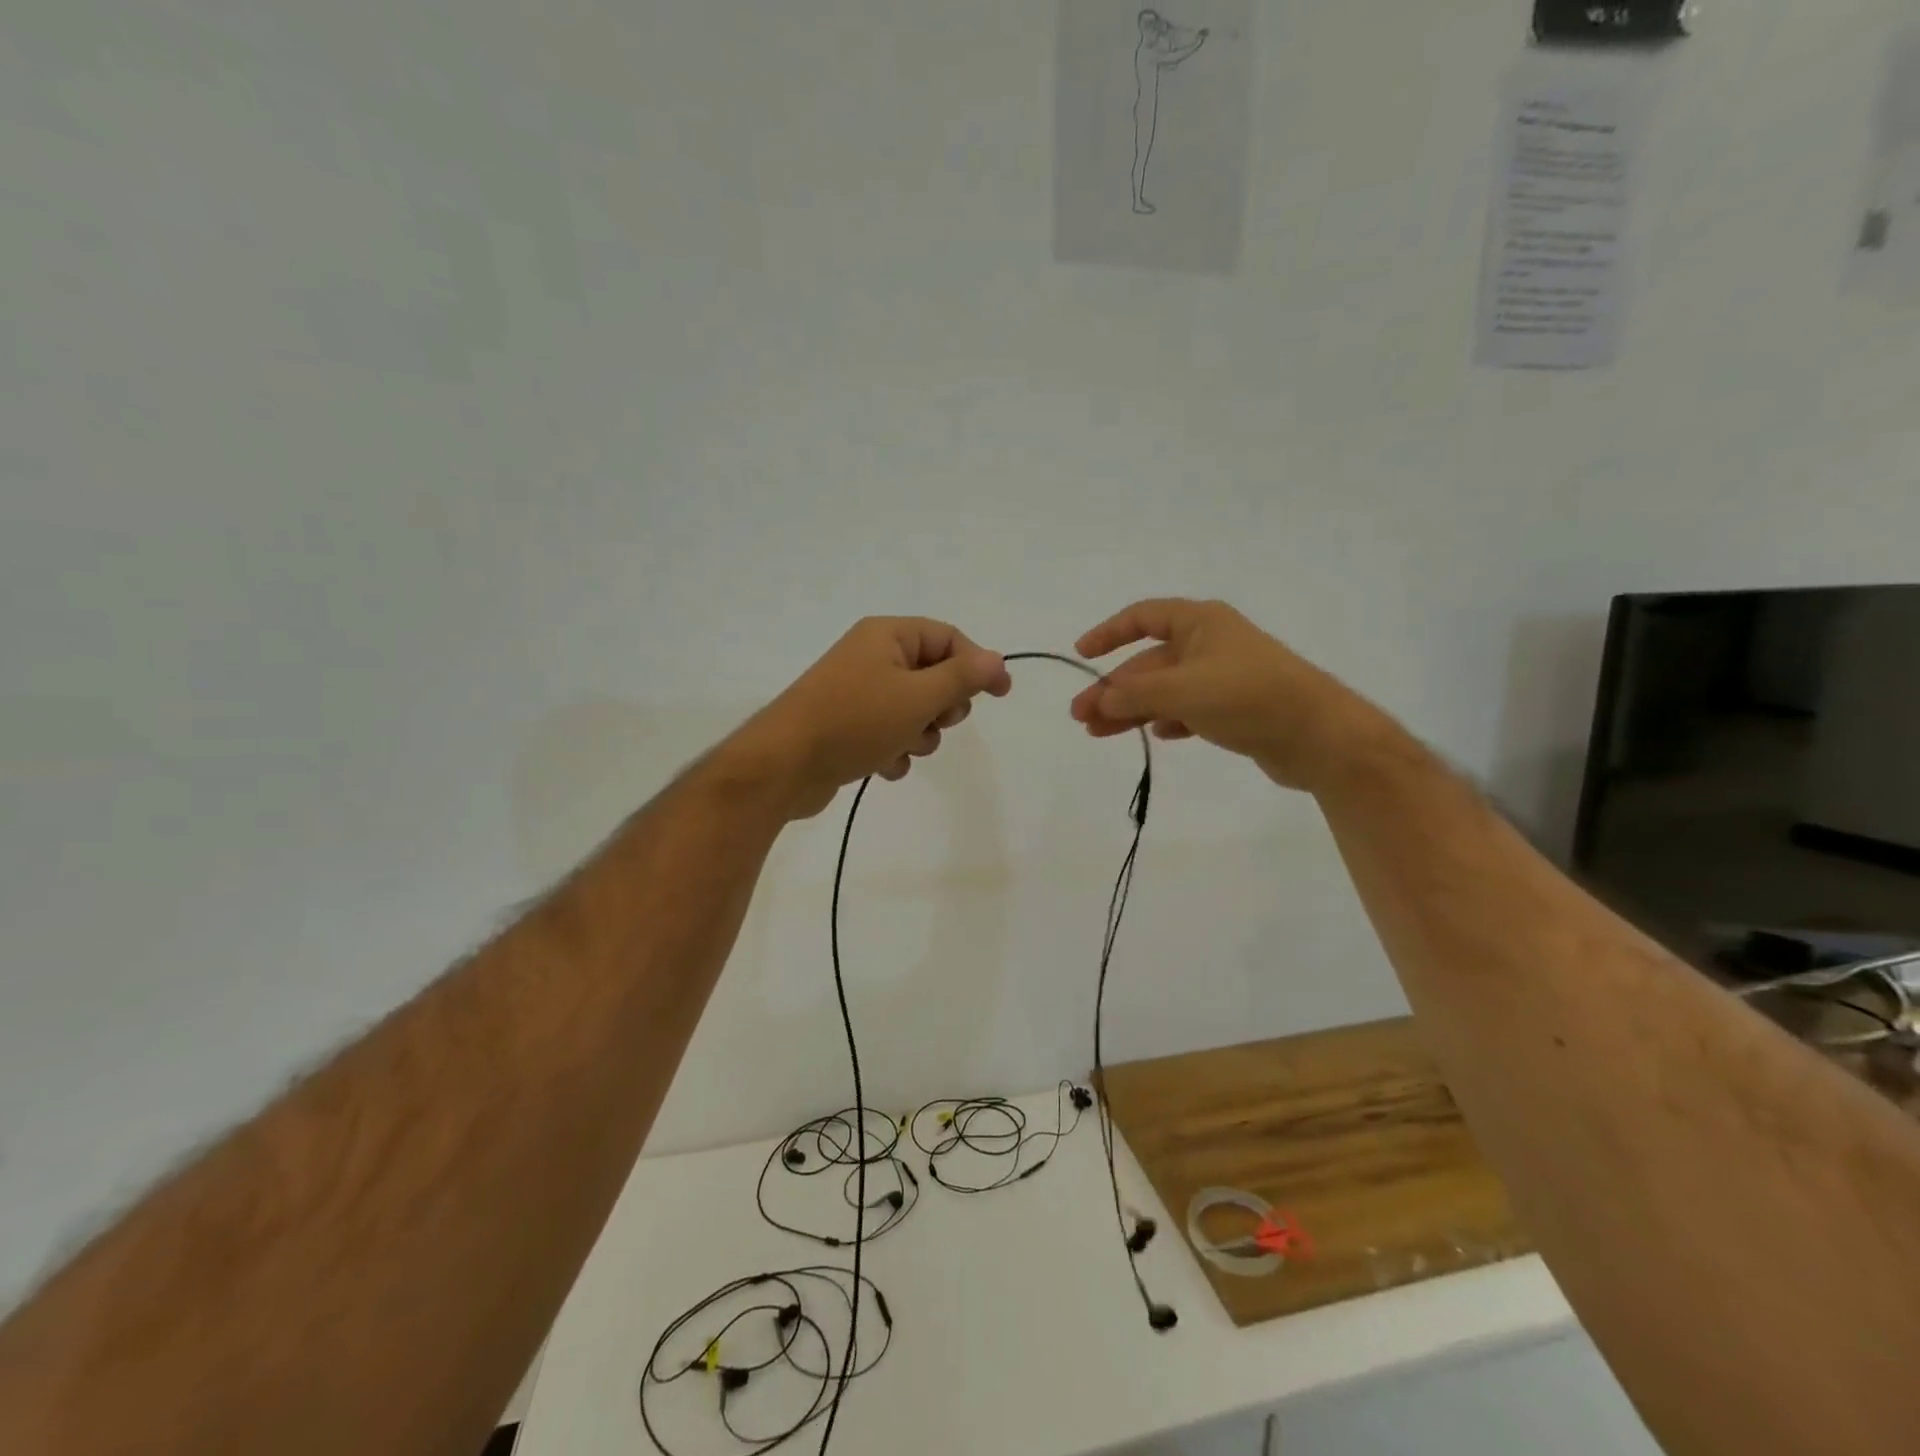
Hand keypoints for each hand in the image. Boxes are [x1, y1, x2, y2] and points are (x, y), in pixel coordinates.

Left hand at [732, 618, 1011, 818]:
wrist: (783, 765)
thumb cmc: (855, 721)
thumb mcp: (918, 697)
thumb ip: (962, 677)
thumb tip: (996, 659)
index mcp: (887, 636)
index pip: (948, 638)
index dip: (978, 664)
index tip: (1001, 695)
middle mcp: (872, 657)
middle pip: (933, 675)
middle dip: (943, 706)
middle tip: (936, 721)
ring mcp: (857, 693)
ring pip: (914, 710)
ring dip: (920, 734)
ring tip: (903, 747)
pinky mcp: (848, 726)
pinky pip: (889, 732)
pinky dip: (895, 750)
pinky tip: (883, 765)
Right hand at [1068, 598, 1385, 791]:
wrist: (1319, 736)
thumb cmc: (1248, 697)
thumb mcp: (1182, 690)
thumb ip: (1135, 693)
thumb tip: (1101, 699)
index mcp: (1200, 622)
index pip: (1143, 617)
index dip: (1109, 633)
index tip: (1081, 654)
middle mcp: (1210, 644)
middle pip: (1149, 662)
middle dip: (1114, 688)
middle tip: (1081, 716)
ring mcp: (1223, 677)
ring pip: (1165, 690)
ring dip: (1132, 709)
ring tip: (1099, 733)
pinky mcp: (1234, 709)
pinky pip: (1189, 710)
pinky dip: (1168, 720)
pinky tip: (1157, 736)